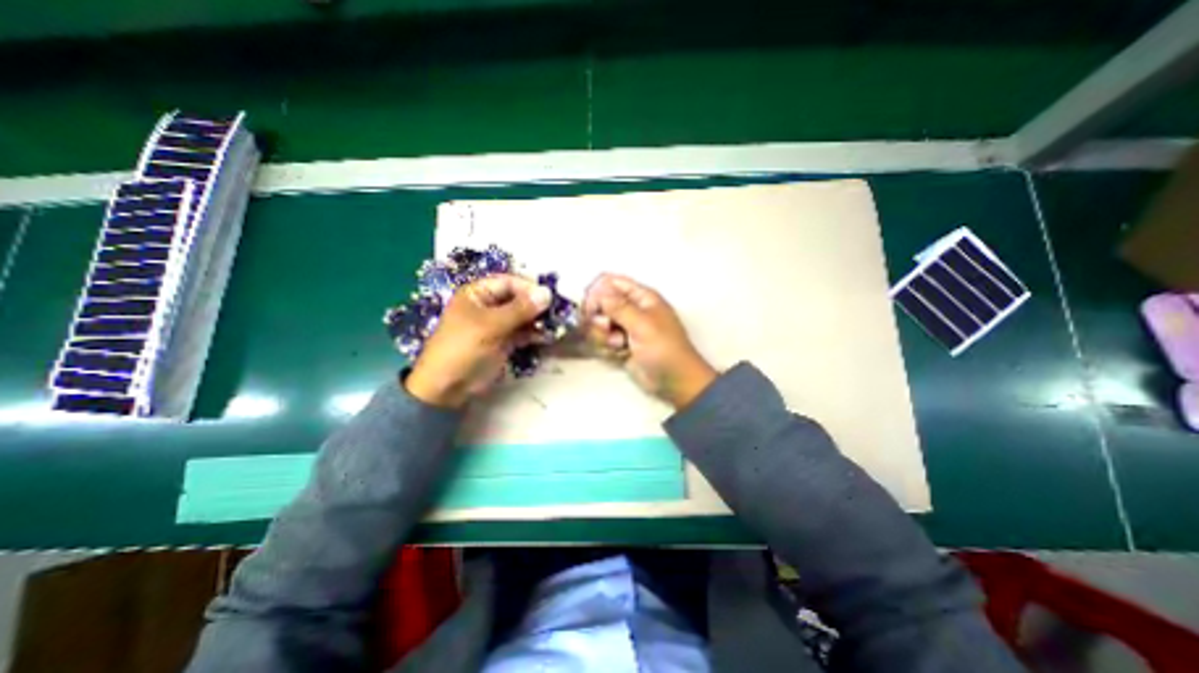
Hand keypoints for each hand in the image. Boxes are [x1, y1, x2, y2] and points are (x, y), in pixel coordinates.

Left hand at [405, 274, 548, 410]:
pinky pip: (524, 332)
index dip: (529, 288)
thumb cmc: (463, 348)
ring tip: (556, 325)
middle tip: (557, 312)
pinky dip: (535, 333)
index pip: (509, 282)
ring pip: (524, 316)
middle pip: (519, 298)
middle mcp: (489, 305)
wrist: (448, 387)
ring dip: (539, 320)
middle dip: (537, 305)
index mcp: (478, 294)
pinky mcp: (505, 341)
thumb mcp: (490, 325)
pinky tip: (548, 336)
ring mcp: (498, 324)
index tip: (549, 298)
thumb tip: (547, 293)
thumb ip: (520, 309)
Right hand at [583, 273, 713, 410]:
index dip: (597, 292)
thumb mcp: (642, 324)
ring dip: (602, 336)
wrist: (673, 381)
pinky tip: (619, 354)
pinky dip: (605, 348)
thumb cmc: (664, 349)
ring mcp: (624, 328)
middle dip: (599, 318)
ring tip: (619, 345)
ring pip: (598, 324)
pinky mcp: (620, 345)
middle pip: (600, 304)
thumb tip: (597, 293)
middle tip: (607, 329)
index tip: (591, 308)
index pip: (610, 282)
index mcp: (641, 297)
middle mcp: (631, 309)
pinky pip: (602, 341)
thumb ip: (618, 307)